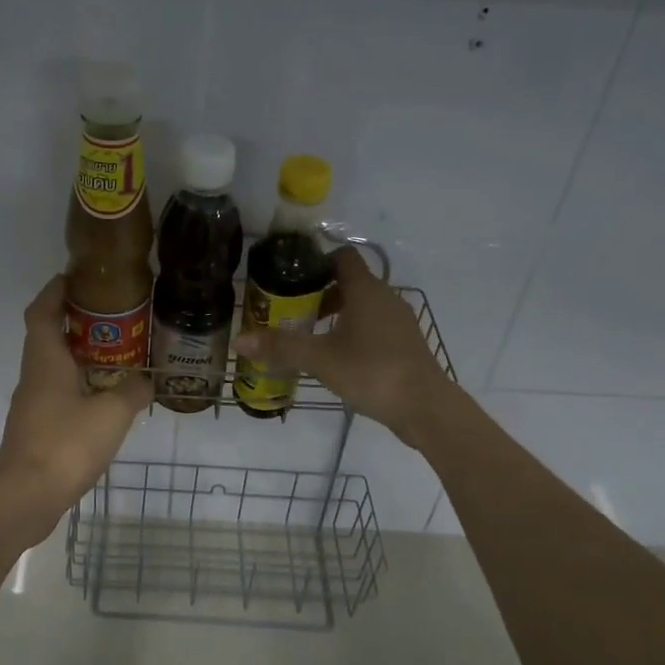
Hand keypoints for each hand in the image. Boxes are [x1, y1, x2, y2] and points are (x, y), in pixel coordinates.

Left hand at [0, 275, 153, 538]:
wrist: (26, 497)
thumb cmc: (66, 444)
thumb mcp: (112, 414)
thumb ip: (132, 392)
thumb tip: (145, 382)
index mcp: (45, 360)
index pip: (42, 311)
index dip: (55, 291)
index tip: (74, 278)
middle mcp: (33, 376)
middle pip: (47, 336)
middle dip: (74, 322)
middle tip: (110, 316)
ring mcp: (31, 405)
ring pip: (52, 367)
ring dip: (76, 356)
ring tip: (114, 355)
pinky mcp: (35, 429)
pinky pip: (56, 394)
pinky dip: (77, 386)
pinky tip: (102, 399)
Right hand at [232, 247, 458, 447]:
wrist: (425, 407)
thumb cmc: (372, 371)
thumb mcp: (320, 359)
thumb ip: (281, 347)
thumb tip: (239, 340)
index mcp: (366, 290)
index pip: (342, 257)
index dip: (317, 262)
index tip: (292, 279)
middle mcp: (386, 298)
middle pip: (350, 283)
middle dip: (320, 294)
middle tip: (292, 312)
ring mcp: (399, 322)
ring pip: (363, 307)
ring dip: (337, 315)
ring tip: (311, 337)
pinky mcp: (405, 344)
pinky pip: (374, 327)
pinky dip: (354, 333)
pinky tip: (338, 358)